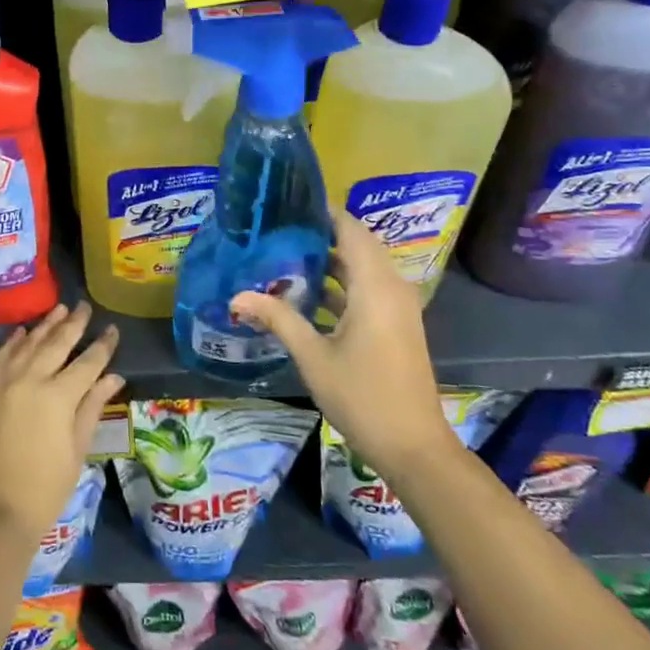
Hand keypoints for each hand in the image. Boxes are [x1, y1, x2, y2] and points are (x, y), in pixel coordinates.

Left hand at [0, 302, 122, 545]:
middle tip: (85, 307)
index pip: (88, 362)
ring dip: (45, 326)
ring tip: (59, 309)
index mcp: (59, 396)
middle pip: (56, 344)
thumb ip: (92, 406)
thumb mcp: (77, 448)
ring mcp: (3, 384)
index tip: (112, 329)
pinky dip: (13, 342)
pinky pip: (1, 358)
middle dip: (74, 324)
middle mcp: (30, 380)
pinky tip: (23, 332)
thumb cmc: (45, 488)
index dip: (102, 345)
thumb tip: (113, 376)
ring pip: (27, 345)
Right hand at [230, 213, 454, 473]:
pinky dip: (341, 285)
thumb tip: (236, 296)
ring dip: (329, 262)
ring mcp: (397, 307)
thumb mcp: (313, 356)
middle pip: (356, 245)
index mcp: (375, 286)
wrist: (413, 446)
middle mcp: (391, 287)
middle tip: (278, 229)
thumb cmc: (362, 396)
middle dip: (320, 235)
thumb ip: (278, 319)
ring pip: (362, 269)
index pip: (351, 229)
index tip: (288, 203)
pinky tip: (306, 295)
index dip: (324, 212)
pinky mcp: (396, 324)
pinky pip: (367, 289)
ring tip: (284, 256)